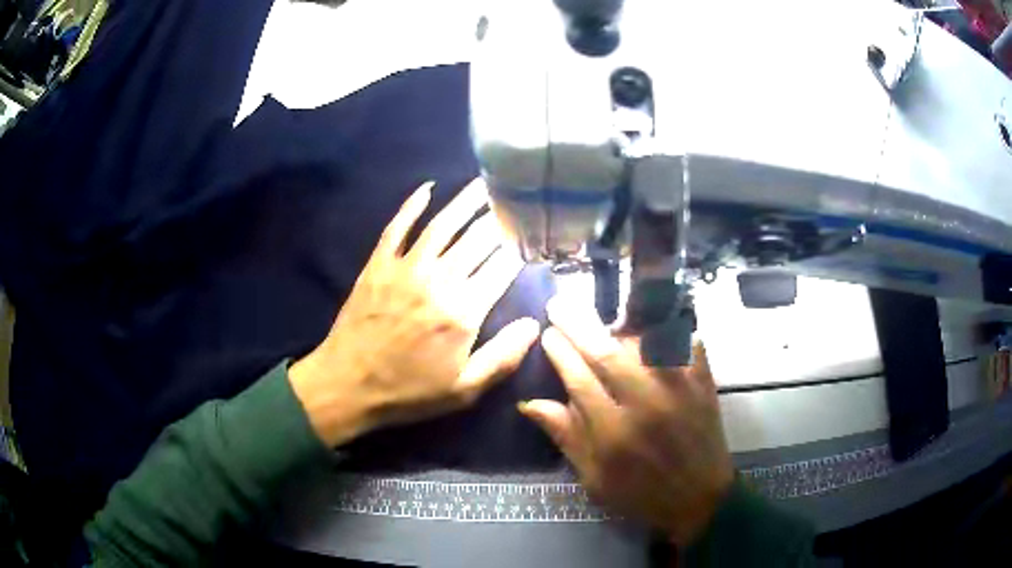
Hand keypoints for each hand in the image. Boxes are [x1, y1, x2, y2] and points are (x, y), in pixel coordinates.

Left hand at [290, 179, 539, 446]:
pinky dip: (412, 205)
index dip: (521, 248)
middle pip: (477, 239)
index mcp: (464, 311)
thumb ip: (503, 357)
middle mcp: (439, 280)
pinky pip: (397, 227)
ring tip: (484, 184)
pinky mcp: (378, 264)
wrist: (347, 384)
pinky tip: (427, 189)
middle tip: (515, 200)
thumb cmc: (409, 392)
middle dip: (500, 217)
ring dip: (465, 201)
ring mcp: (405, 268)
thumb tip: (534, 323)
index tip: (533, 234)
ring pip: (442, 224)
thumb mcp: (464, 390)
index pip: (502, 267)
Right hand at [518, 298, 732, 545]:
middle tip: (560, 305)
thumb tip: (529, 402)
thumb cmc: (641, 494)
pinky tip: (653, 328)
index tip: (548, 334)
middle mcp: (646, 406)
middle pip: (607, 353)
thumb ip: (566, 436)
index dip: (560, 352)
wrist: (700, 500)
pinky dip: (667, 331)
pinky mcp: (703, 384)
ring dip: (619, 328)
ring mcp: (679, 390)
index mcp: (614, 434)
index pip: (579, 379)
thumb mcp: (594, 478)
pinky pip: (685, 344)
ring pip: (645, 342)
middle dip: (579, 325)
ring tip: (605, 325)